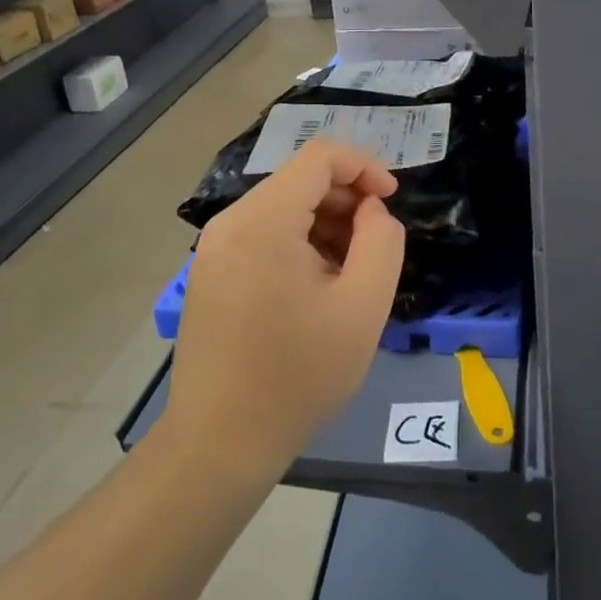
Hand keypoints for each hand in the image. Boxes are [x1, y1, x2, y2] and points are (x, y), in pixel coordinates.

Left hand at [163, 141, 405, 480]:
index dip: (364, 167)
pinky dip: (297, 243)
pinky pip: (262, 234)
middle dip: (345, 201)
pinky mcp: (209, 272)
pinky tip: (315, 289)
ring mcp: (213, 248)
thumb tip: (370, 211)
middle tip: (373, 249)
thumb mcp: (363, 306)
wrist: (221, 442)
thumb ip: (382, 241)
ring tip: (347, 275)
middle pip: (299, 180)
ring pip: (282, 208)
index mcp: (263, 221)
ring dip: (324, 225)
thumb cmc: (298, 375)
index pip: (319, 157)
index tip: (391, 201)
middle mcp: (230, 222)